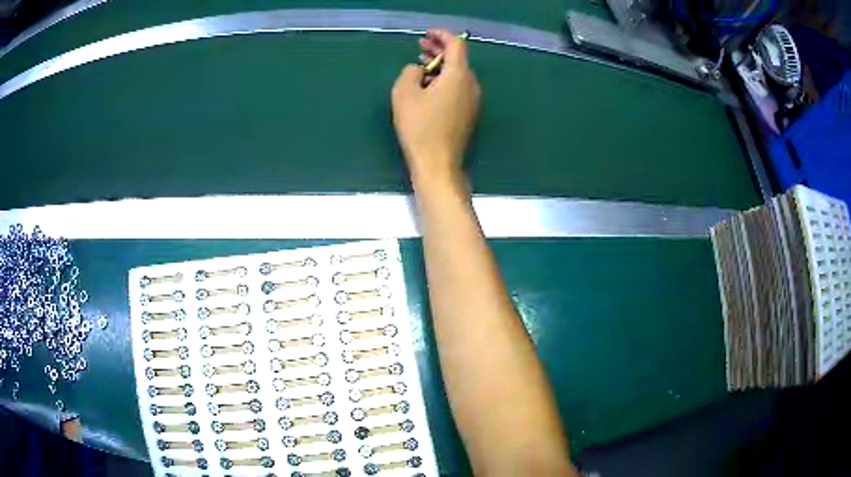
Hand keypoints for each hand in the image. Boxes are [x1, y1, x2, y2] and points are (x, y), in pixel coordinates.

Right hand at [391, 29, 480, 186]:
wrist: (438, 163)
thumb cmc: (419, 127)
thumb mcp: (404, 94)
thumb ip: (410, 72)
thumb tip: (419, 70)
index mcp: (459, 75)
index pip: (456, 44)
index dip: (442, 35)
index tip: (427, 34)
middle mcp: (471, 85)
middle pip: (458, 59)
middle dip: (439, 49)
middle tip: (420, 45)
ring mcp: (472, 101)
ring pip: (458, 74)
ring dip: (440, 65)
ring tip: (420, 63)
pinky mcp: (468, 113)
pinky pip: (458, 88)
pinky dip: (444, 80)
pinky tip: (428, 85)